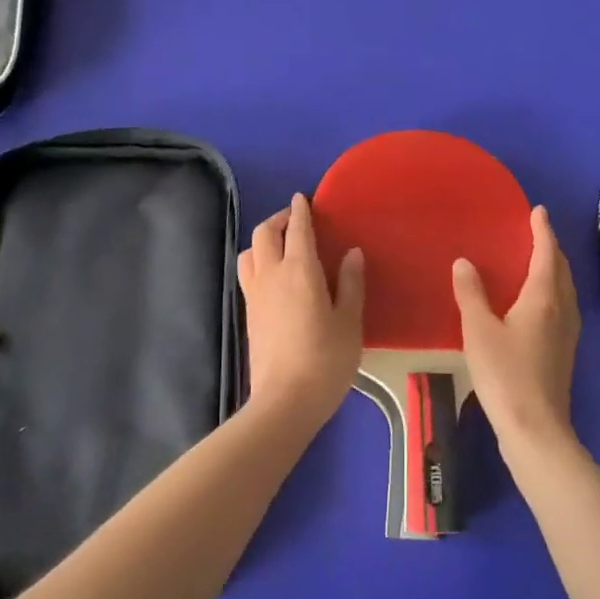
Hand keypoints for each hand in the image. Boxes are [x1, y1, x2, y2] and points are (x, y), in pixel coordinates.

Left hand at [238, 194, 364, 430]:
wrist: (285, 400)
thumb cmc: (326, 359)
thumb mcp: (349, 321)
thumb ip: (350, 283)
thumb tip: (351, 253)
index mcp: (299, 270)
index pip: (297, 229)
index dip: (300, 210)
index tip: (303, 198)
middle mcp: (271, 275)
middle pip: (264, 234)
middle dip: (278, 219)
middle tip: (294, 219)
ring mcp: (255, 295)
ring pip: (250, 253)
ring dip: (263, 240)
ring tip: (280, 245)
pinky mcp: (248, 314)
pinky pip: (248, 273)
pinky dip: (257, 261)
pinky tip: (273, 275)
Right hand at [453, 206, 580, 448]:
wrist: (535, 428)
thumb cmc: (505, 374)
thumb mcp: (479, 331)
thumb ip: (471, 294)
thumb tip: (464, 262)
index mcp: (544, 299)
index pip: (547, 255)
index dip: (542, 232)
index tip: (538, 211)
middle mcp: (562, 311)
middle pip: (562, 271)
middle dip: (551, 249)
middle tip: (536, 233)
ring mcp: (566, 334)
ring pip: (565, 290)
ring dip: (554, 270)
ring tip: (536, 262)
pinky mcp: (563, 352)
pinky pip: (562, 307)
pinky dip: (552, 292)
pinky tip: (536, 304)